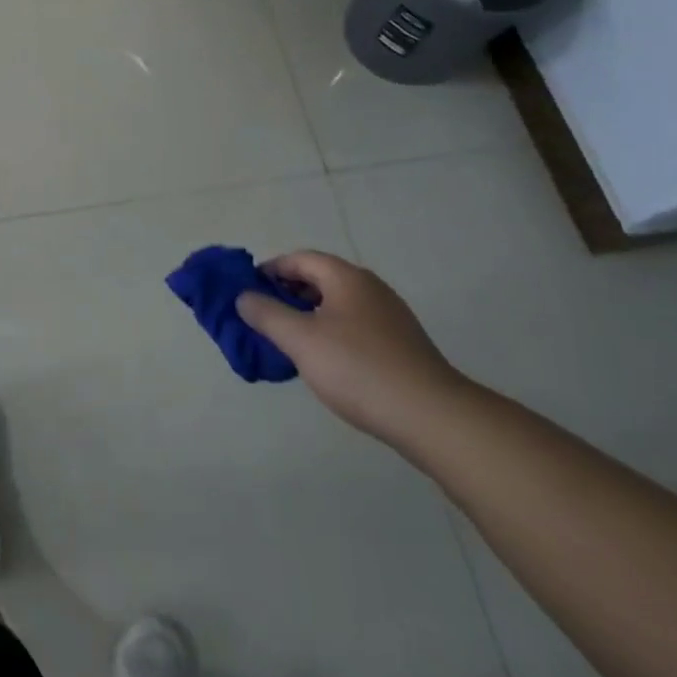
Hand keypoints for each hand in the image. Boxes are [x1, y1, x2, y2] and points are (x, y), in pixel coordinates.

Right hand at [237, 250, 466, 450]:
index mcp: (347, 278)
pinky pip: (354, 326)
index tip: (248, 291)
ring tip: (288, 342)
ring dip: (308, 315)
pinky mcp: (401, 345)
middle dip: (287, 294)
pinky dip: (330, 333)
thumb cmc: (358, 369)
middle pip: (319, 279)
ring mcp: (390, 317)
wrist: (432, 418)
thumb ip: (266, 314)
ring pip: (337, 305)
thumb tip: (244, 297)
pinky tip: (323, 361)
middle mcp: (370, 289)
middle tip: (264, 317)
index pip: (300, 259)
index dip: (270, 270)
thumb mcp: (300, 340)